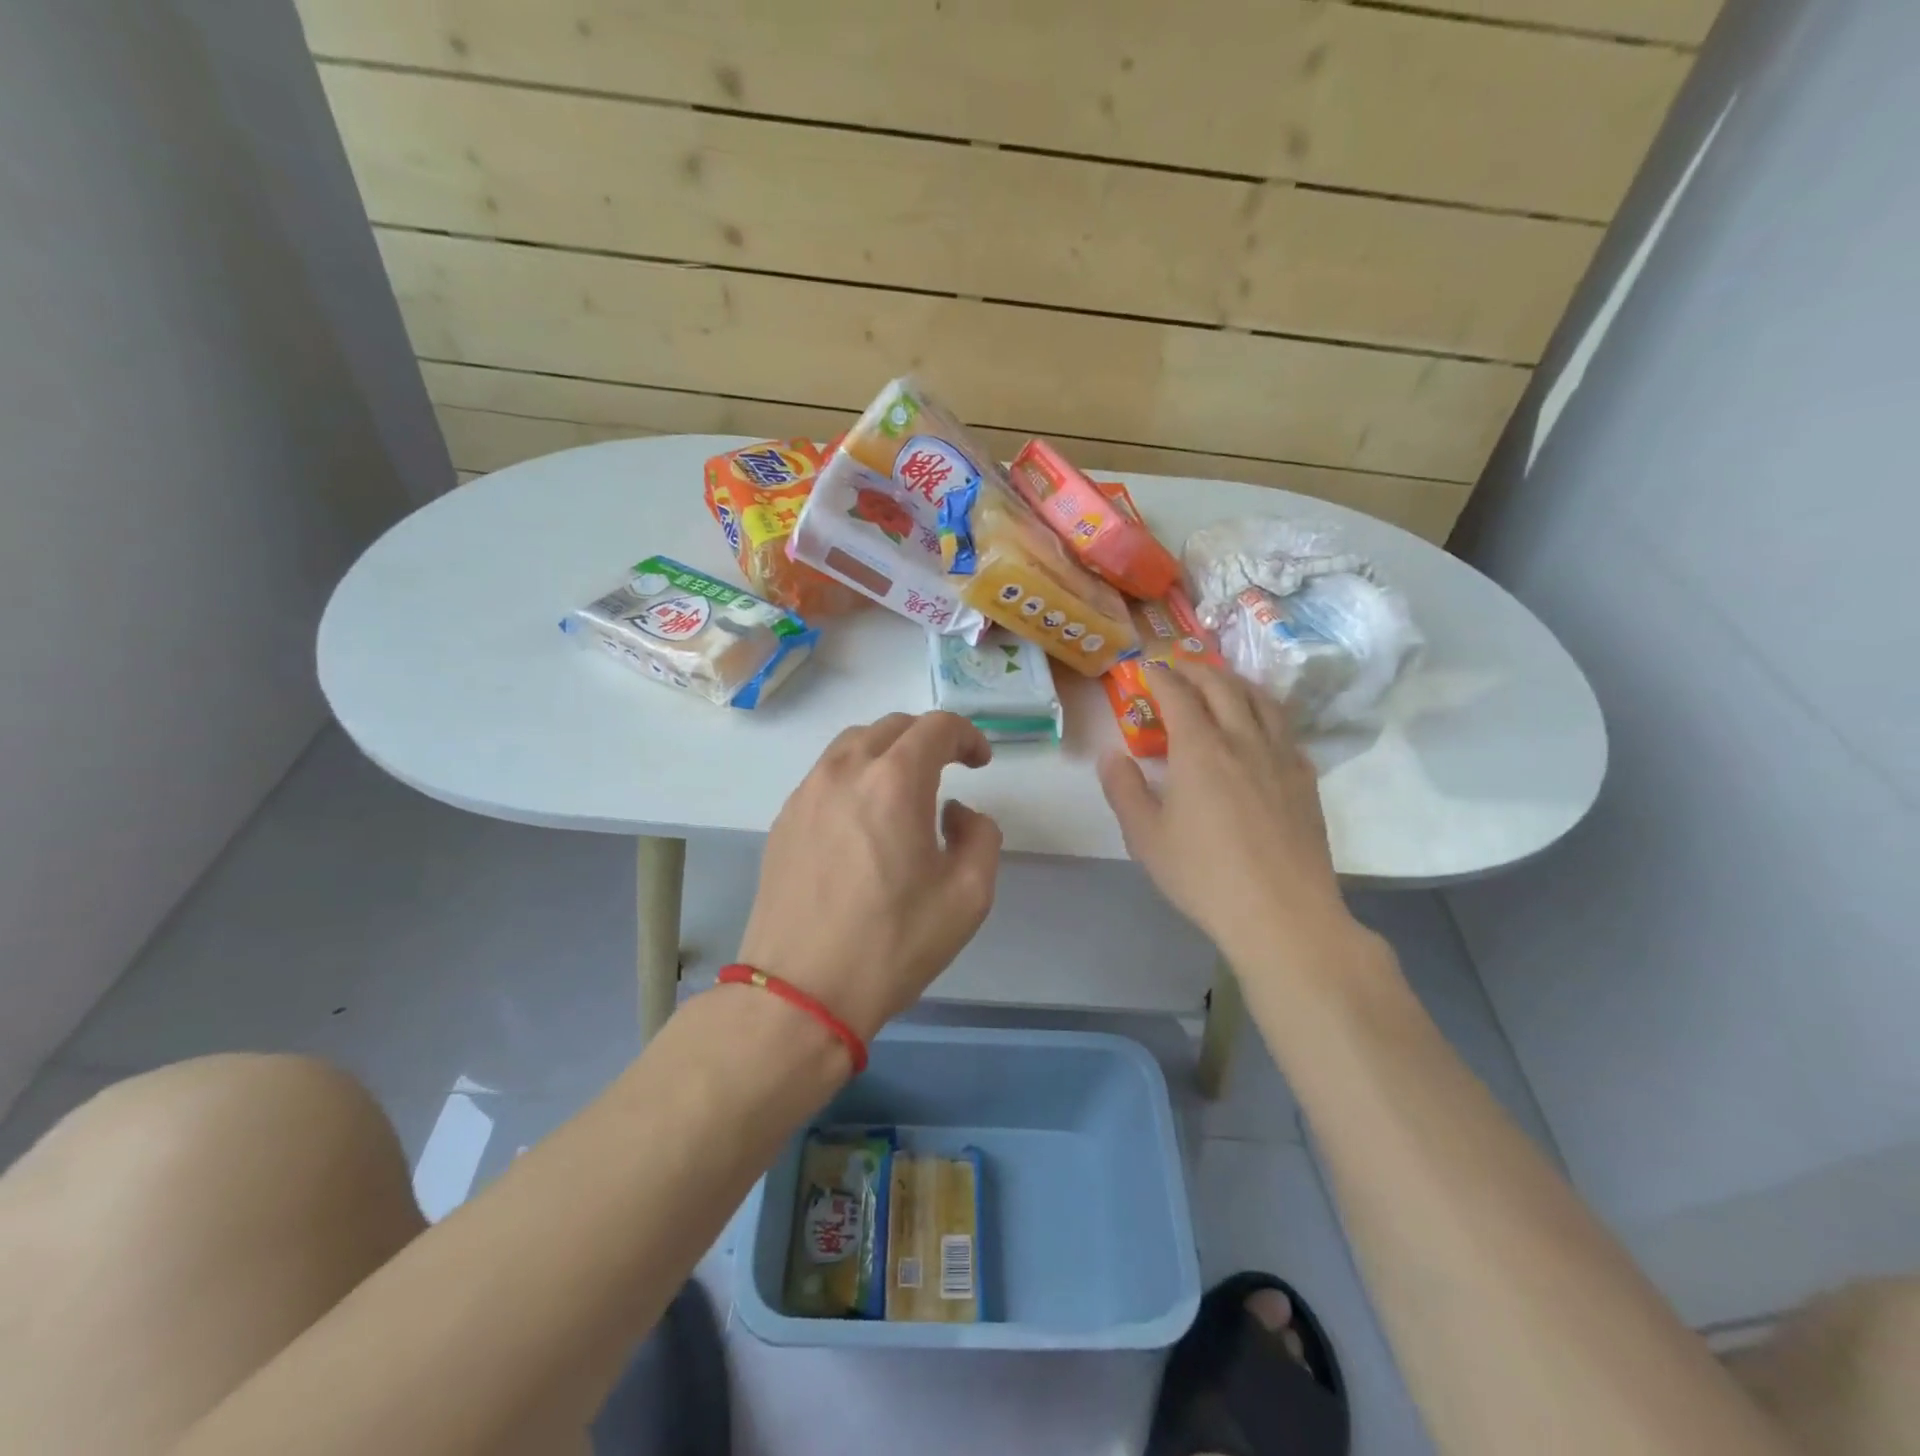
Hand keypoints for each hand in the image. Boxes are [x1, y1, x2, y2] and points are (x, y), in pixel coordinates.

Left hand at [737, 712, 1002, 1044]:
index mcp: (894, 781)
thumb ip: (980, 835)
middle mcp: (845, 771)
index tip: (980, 764)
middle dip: (928, 739)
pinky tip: (863, 820)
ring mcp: (806, 793)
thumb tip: (956, 813)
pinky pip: (825, 776)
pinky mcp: (783, 820)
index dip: (968, 736)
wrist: (801, 991)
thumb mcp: (969, 895)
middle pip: (892, 726)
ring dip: (888, 752)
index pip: (937, 726)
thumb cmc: (892, 942)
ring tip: (904, 790)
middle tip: (949, 770)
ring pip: (853, 745)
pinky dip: (855, 777)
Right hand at [1098, 661, 1359, 970]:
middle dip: (1198, 669)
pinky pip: (1285, 729)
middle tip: (1180, 666)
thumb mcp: (1146, 838)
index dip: (1162, 676)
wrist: (1282, 913)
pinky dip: (1265, 713)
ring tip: (1222, 682)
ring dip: (1236, 682)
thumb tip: (1111, 755)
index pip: (1179, 695)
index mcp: (1200, 750)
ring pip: (1262, 701)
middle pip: (1223, 687)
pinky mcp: (1305, 779)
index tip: (1148, 666)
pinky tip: (1260, 727)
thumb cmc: (1204, 876)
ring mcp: (1281, 757)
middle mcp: (1243, 741)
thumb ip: (1124, 790)